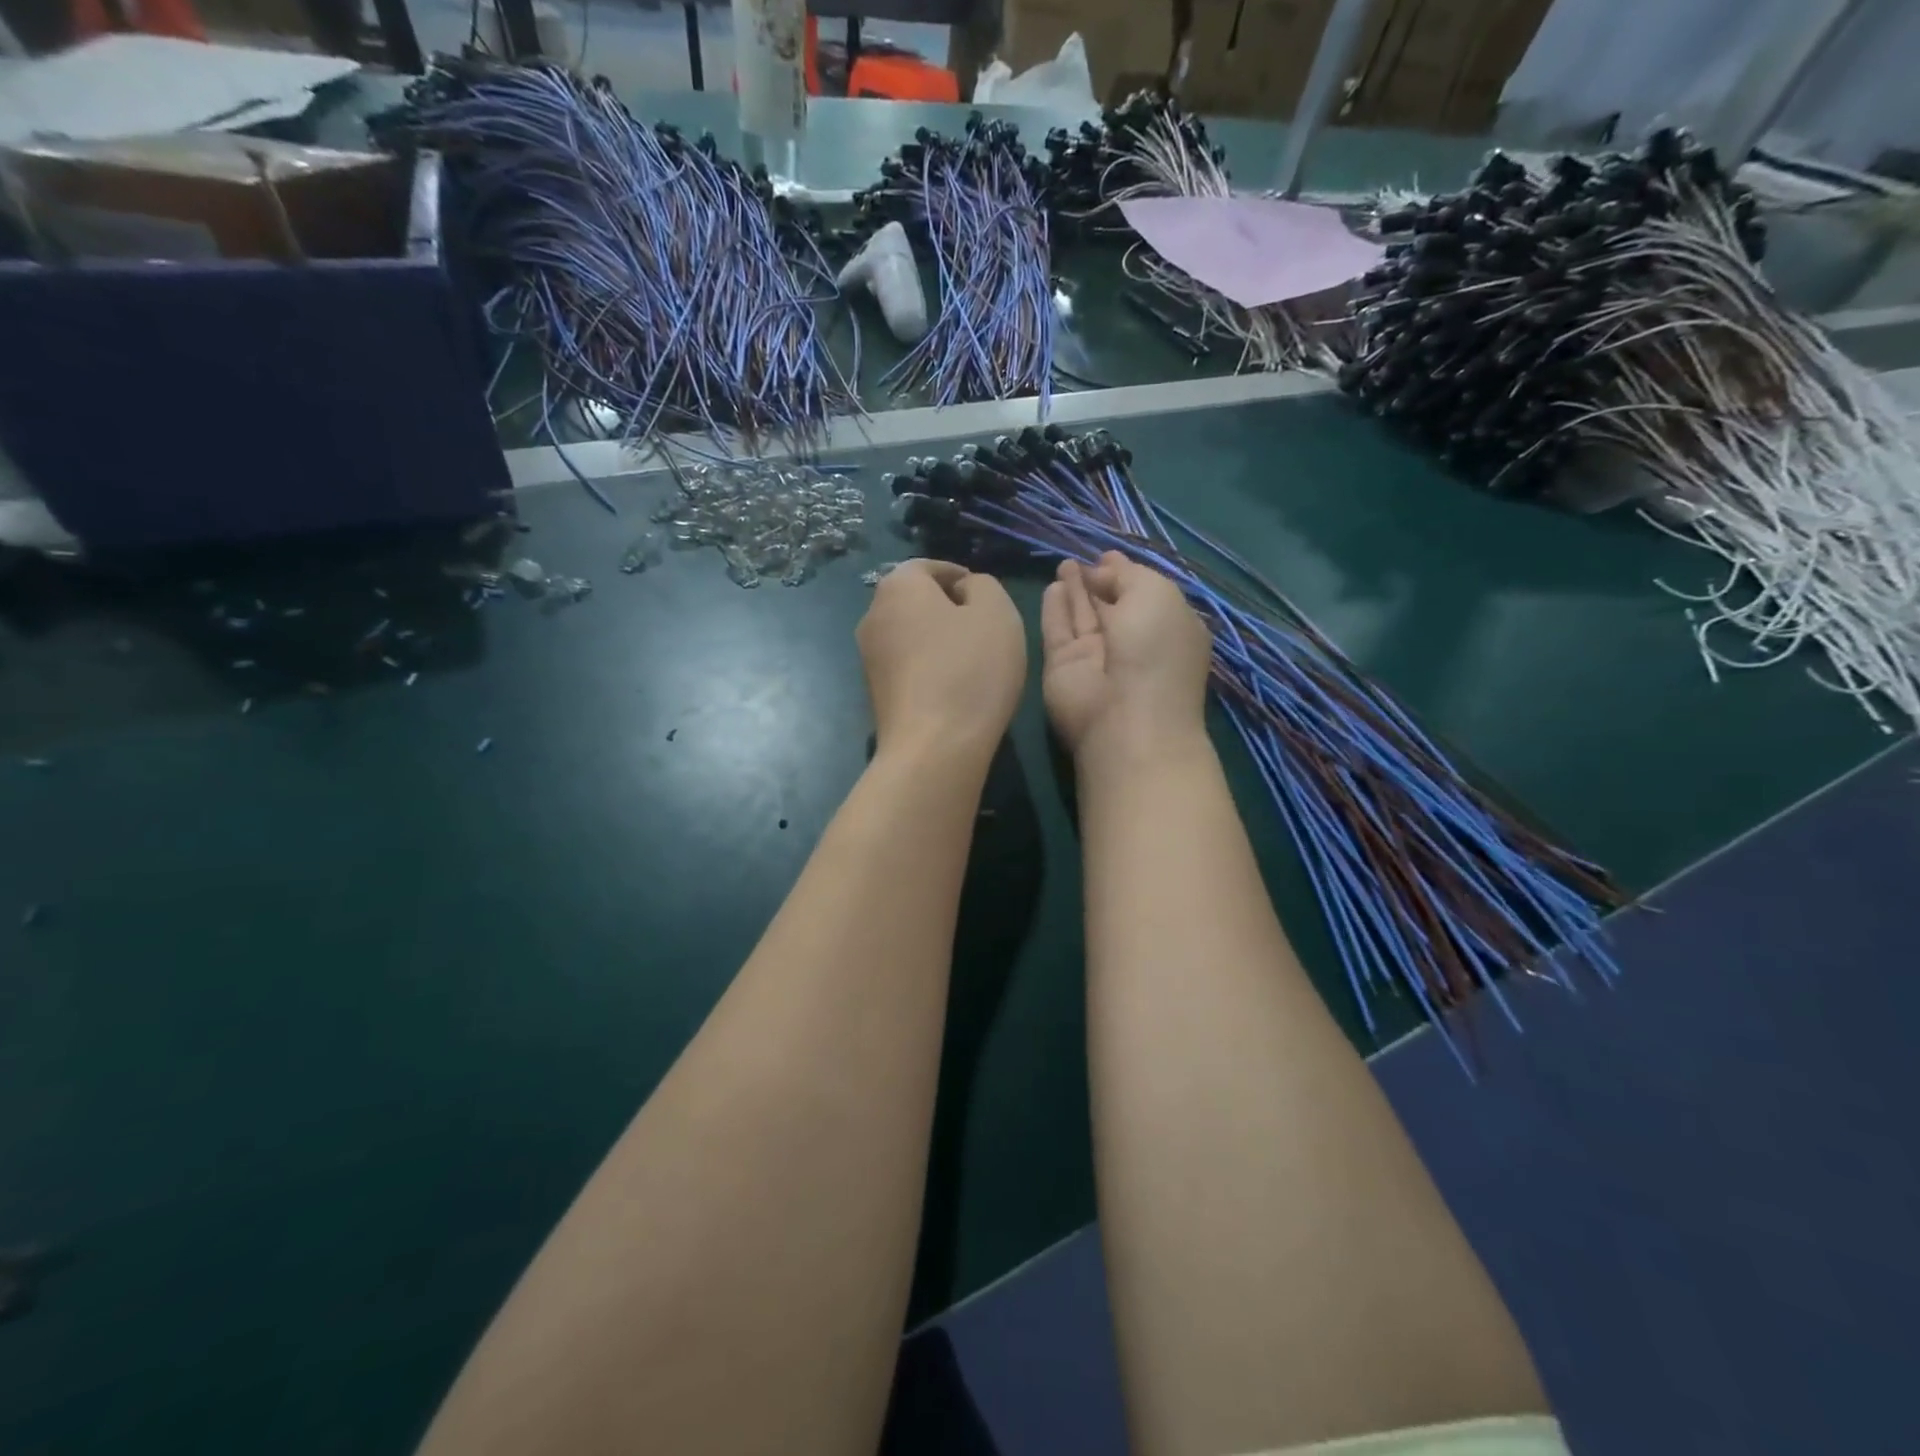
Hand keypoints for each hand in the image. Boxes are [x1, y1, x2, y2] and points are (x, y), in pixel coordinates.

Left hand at [858, 559, 1026, 769]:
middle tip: (984, 628)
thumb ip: (983, 585)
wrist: (933, 747)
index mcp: (897, 586)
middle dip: (947, 608)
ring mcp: (869, 657)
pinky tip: (953, 687)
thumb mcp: (997, 612)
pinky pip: (907, 665)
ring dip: (938, 639)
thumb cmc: (970, 670)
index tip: (985, 596)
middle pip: (915, 600)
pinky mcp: (874, 692)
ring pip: (910, 634)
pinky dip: (929, 667)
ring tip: (973, 660)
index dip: (959, 575)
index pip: (928, 566)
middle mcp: (872, 616)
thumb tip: (964, 590)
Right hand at [1041, 552, 1211, 772]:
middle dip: (1098, 581)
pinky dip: (1055, 609)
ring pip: (1082, 616)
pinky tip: (1052, 587)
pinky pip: (1057, 631)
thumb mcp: (1156, 594)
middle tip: (1082, 559)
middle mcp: (1132, 642)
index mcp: (1166, 627)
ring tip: (1063, 564)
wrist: (1124, 716)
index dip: (1125, 573)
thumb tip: (1102, 569)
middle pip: (1111, 605)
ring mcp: (1096, 657)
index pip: (1143, 594)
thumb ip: (1129, 574)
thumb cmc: (1155, 649)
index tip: (1107, 555)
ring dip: (1074, 590)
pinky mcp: (1063, 667)